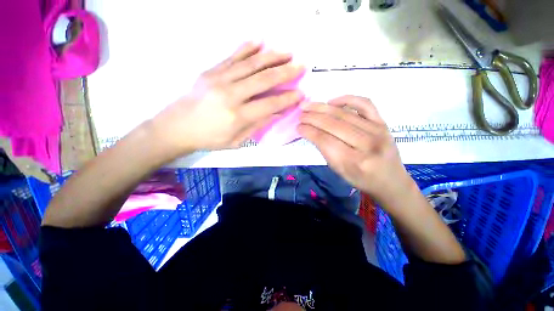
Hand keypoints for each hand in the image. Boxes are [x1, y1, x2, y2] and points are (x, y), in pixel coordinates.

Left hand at [152, 42, 304, 153]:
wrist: (177, 127)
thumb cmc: (209, 139)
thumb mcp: (236, 140)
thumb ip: (257, 125)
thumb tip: (276, 113)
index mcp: (238, 116)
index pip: (270, 104)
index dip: (287, 99)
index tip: (301, 93)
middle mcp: (231, 94)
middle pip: (264, 79)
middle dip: (285, 72)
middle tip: (301, 65)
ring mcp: (219, 79)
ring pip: (251, 64)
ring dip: (272, 56)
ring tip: (287, 52)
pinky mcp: (211, 71)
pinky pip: (232, 56)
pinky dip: (247, 48)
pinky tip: (259, 41)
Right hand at [298, 95, 412, 203]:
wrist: (390, 181)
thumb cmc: (361, 179)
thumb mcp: (339, 171)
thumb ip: (325, 151)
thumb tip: (310, 132)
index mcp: (353, 162)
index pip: (325, 140)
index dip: (308, 131)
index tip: (298, 126)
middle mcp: (366, 144)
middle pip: (333, 125)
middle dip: (312, 117)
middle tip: (300, 114)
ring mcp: (377, 130)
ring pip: (344, 113)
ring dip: (322, 108)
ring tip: (308, 105)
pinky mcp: (383, 122)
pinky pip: (364, 103)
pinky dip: (346, 99)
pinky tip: (332, 101)